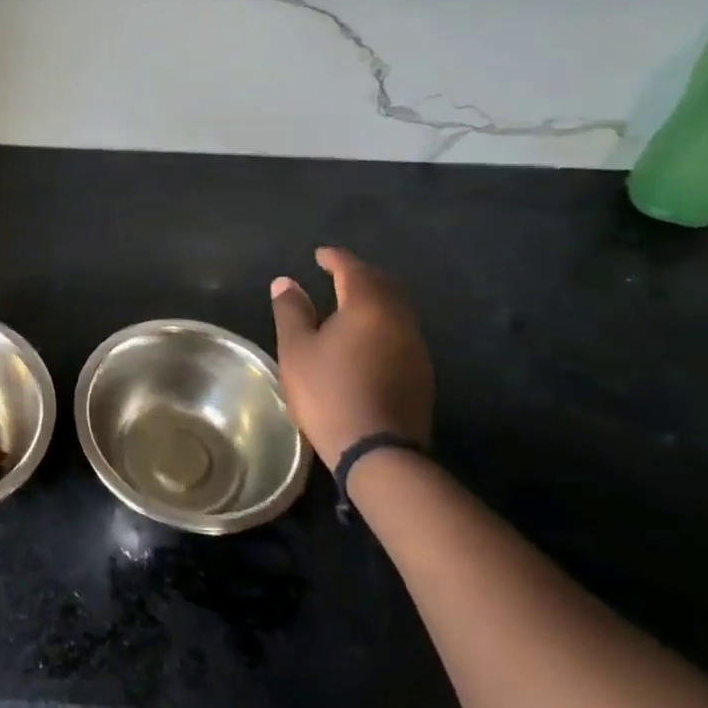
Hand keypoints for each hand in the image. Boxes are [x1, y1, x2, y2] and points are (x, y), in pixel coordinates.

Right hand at [269, 247, 432, 464]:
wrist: (379, 453)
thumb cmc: (329, 393)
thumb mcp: (296, 349)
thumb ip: (291, 310)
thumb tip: (287, 281)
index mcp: (368, 306)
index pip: (353, 268)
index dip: (334, 258)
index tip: (319, 255)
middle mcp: (398, 319)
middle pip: (382, 283)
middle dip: (359, 273)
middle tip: (336, 273)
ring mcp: (414, 347)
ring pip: (396, 307)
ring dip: (374, 297)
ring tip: (349, 301)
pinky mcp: (420, 373)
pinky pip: (400, 330)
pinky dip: (382, 320)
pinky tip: (366, 335)